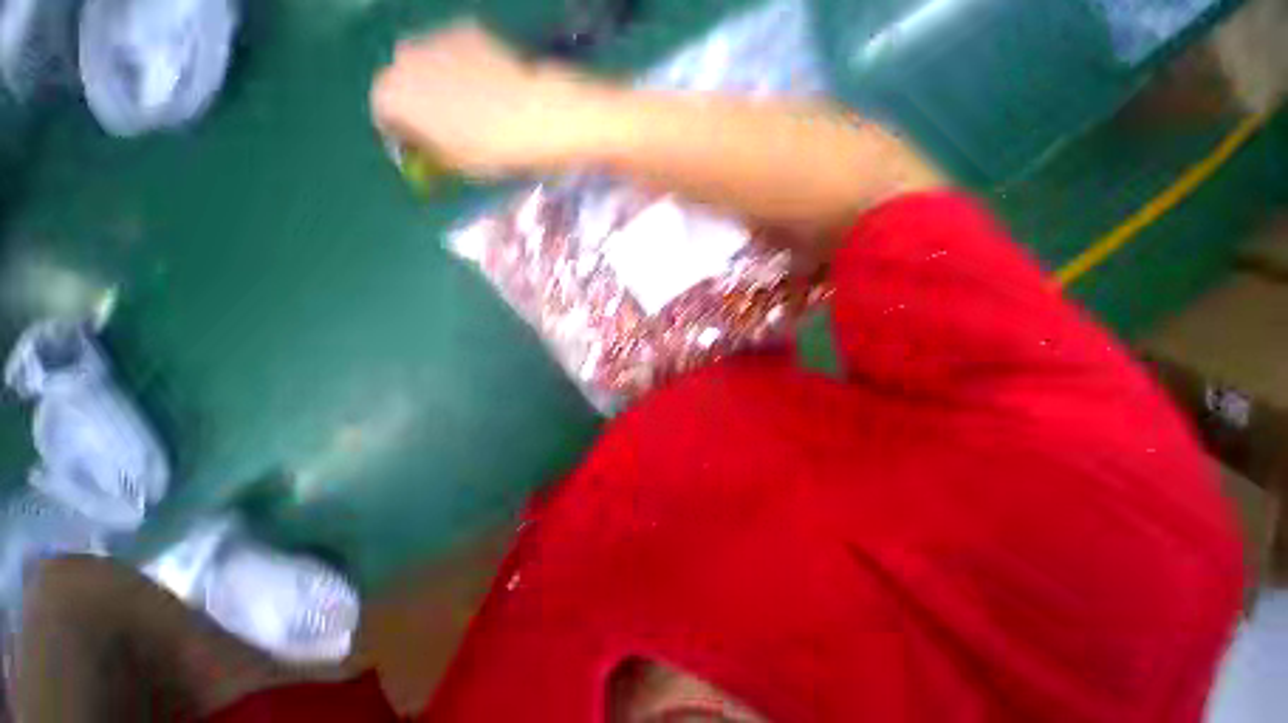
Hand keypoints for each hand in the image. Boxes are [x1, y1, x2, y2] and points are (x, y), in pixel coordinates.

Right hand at [371, 22, 597, 177]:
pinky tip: (491, 87)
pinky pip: (455, 52)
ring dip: (440, 83)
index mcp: (391, 95)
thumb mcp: (456, 164)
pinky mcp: (464, 28)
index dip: (404, 135)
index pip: (384, 116)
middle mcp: (401, 58)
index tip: (425, 149)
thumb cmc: (490, 149)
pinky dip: (465, 67)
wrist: (534, 115)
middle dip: (419, 105)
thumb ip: (430, 154)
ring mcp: (433, 37)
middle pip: (403, 84)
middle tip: (450, 129)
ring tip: (475, 109)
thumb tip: (426, 150)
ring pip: (428, 64)